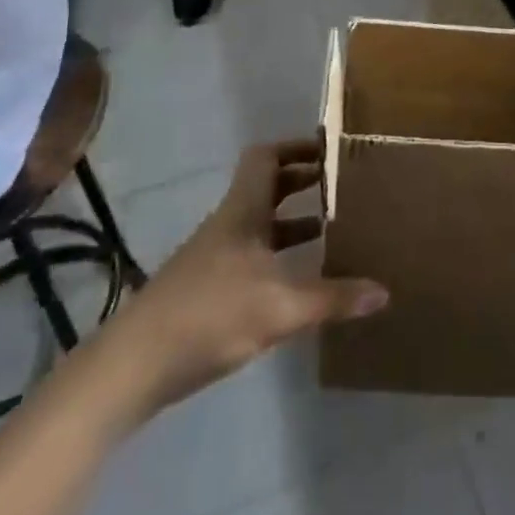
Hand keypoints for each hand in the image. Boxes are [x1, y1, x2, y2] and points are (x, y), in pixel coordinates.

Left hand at [99, 140, 387, 415]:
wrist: (131, 368)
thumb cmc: (208, 316)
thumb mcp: (279, 308)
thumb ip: (332, 298)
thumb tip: (384, 292)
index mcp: (243, 211)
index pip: (266, 157)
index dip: (297, 147)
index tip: (331, 151)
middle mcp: (228, 225)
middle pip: (266, 187)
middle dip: (303, 183)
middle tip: (341, 186)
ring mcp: (214, 257)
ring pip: (260, 224)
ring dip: (292, 222)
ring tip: (330, 231)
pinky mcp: (206, 289)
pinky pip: (252, 256)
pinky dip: (278, 257)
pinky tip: (298, 282)